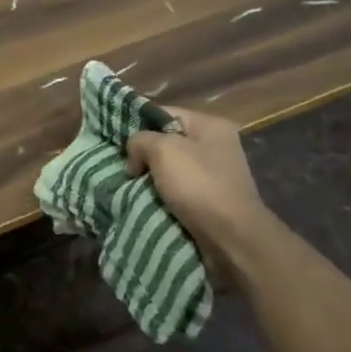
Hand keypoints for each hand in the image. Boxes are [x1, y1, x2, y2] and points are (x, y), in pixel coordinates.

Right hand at [126, 107, 275, 267]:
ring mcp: (216, 174)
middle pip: (168, 142)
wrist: (231, 238)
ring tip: (130, 186)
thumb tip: (134, 155)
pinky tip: (146, 201)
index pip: (165, 113)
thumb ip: (140, 140)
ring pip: (171, 168)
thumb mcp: (162, 150)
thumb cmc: (199, 185)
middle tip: (124, 168)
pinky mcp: (212, 200)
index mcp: (211, 125)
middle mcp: (217, 145)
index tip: (119, 143)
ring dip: (151, 178)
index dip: (138, 124)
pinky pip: (179, 190)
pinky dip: (163, 196)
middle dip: (144, 155)